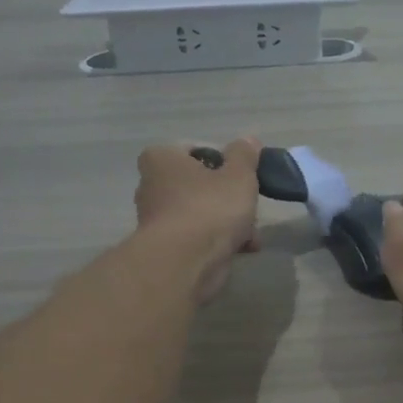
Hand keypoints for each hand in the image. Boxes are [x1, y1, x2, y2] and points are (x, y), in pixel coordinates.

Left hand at [134, 137, 261, 301]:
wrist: (186, 262)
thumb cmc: (210, 207)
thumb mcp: (239, 175)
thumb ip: (245, 156)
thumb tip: (248, 141)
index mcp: (162, 159)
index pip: (195, 152)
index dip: (222, 163)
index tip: (241, 178)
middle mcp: (152, 186)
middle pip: (199, 186)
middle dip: (227, 199)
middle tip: (249, 207)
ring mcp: (157, 220)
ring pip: (200, 214)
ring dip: (227, 223)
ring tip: (251, 236)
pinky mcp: (165, 249)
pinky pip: (198, 238)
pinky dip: (217, 242)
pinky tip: (241, 250)